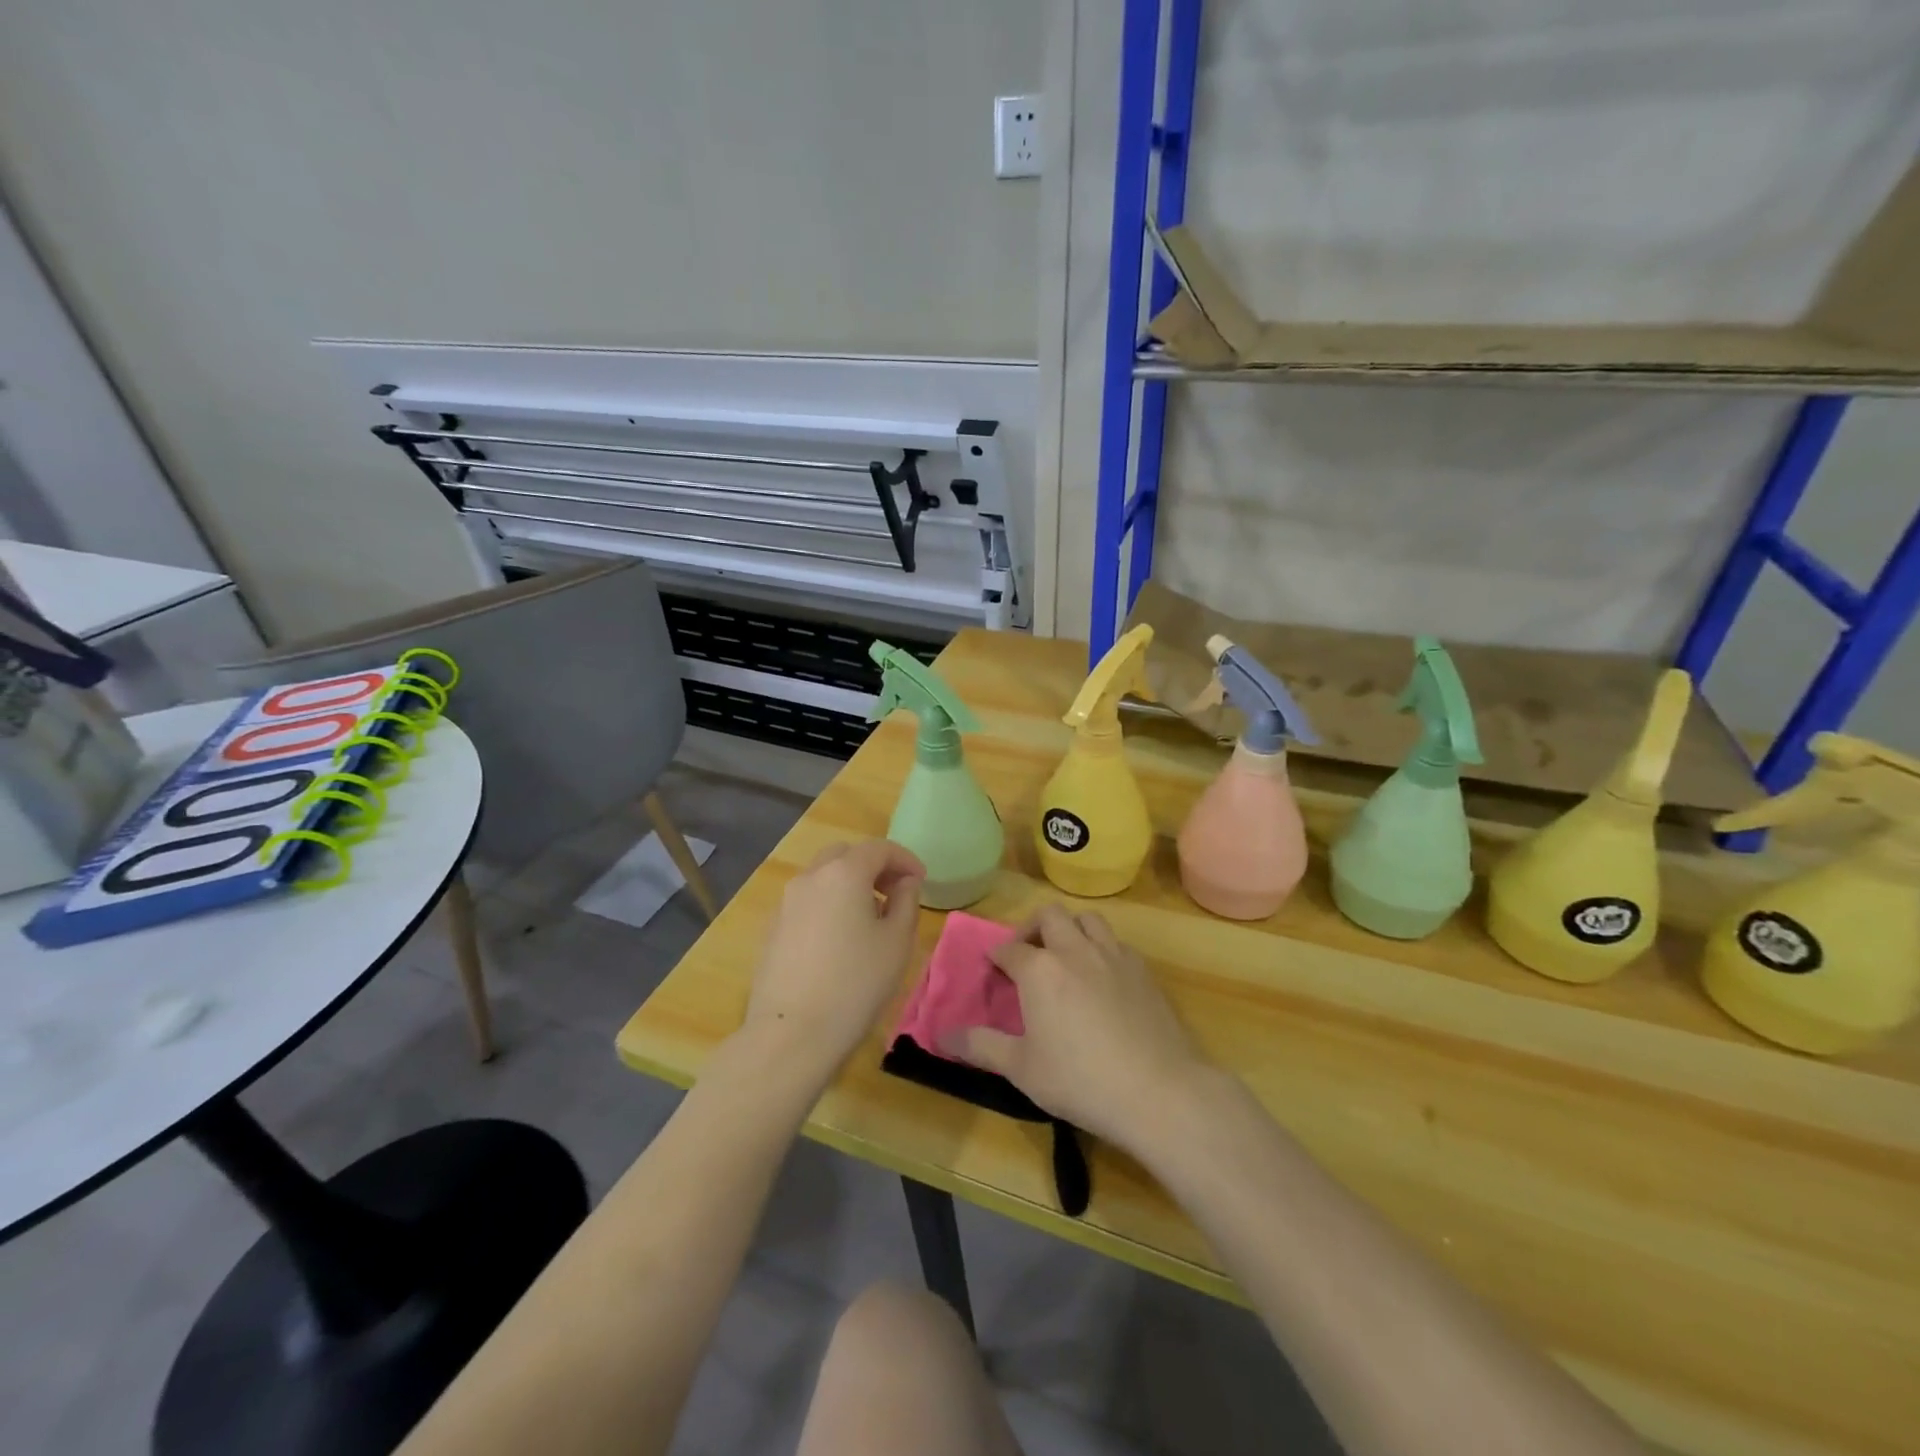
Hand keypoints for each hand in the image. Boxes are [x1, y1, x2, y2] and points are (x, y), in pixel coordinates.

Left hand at [741, 839, 925, 1080]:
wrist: (791, 1034)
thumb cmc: (856, 984)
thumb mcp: (897, 942)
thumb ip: (906, 901)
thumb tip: (904, 883)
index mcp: (843, 873)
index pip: (878, 848)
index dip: (904, 859)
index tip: (921, 880)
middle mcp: (810, 878)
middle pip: (845, 855)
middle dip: (873, 866)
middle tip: (894, 892)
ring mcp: (785, 903)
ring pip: (822, 877)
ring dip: (848, 885)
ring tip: (869, 918)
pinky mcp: (772, 929)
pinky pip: (807, 902)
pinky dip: (828, 905)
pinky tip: (840, 939)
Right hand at [940, 905, 1207, 1150]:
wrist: (1158, 1091)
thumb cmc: (1080, 1080)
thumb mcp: (1021, 1069)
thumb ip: (980, 1046)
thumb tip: (942, 1035)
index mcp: (1040, 970)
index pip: (1009, 949)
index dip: (997, 956)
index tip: (993, 968)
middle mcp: (1075, 950)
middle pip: (1050, 916)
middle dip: (1033, 928)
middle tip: (1027, 954)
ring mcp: (1113, 956)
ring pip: (1088, 920)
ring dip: (1071, 929)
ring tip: (1065, 956)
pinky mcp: (1143, 971)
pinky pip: (1116, 943)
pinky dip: (1101, 948)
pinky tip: (1102, 977)